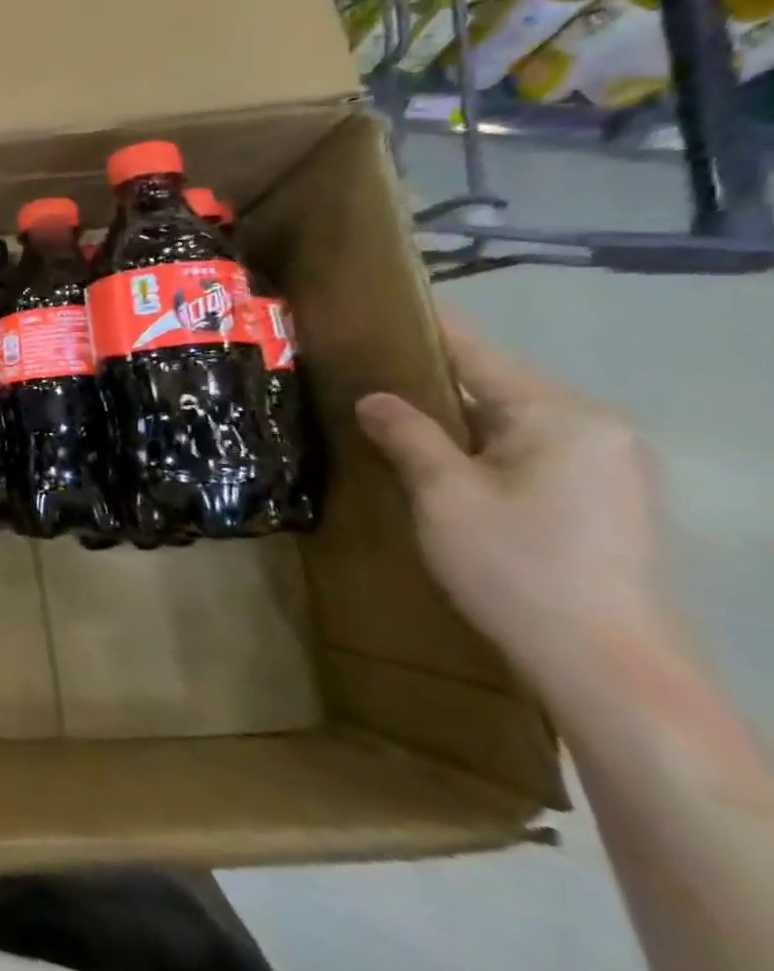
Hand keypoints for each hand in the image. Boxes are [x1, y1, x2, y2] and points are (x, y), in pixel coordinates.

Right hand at [355, 318, 668, 694]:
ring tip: (389, 414)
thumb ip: (406, 434)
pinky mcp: (606, 499)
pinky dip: (481, 447)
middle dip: (430, 379)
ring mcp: (608, 465)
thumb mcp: (444, 495)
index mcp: (560, 415)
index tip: (377, 304)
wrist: (607, 666)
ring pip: (510, 421)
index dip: (423, 328)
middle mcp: (595, 427)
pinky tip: (439, 461)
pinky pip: (529, 451)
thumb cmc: (518, 567)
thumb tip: (374, 398)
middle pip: (496, 385)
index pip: (477, 353)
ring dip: (454, 418)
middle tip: (363, 371)